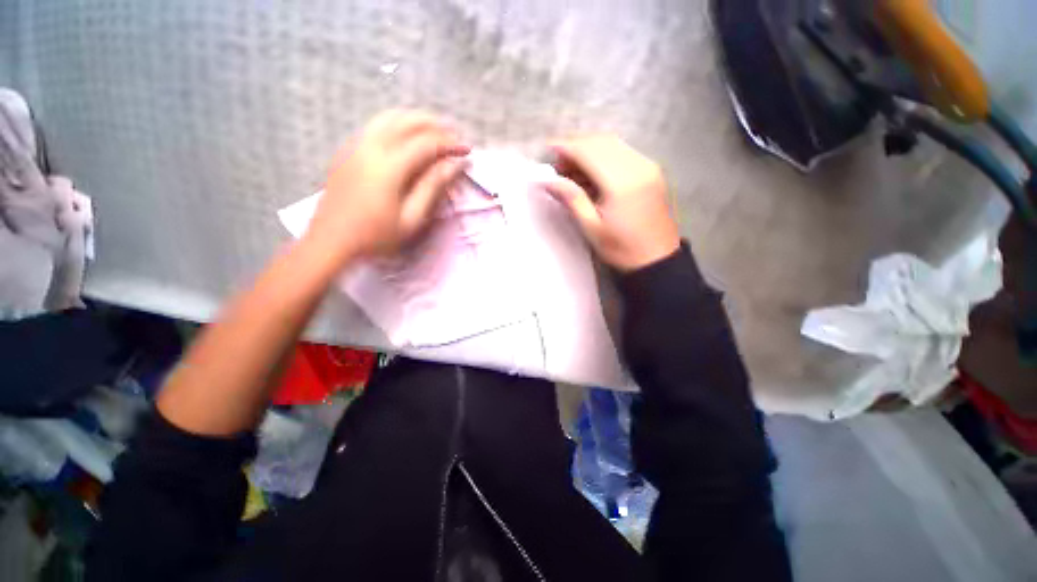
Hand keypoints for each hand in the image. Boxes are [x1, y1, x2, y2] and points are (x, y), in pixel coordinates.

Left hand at [305, 110, 470, 261]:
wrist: (331, 240)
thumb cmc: (376, 235)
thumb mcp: (411, 218)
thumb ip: (433, 187)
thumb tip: (454, 165)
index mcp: (389, 166)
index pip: (426, 142)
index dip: (450, 143)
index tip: (466, 150)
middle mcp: (371, 146)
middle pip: (408, 121)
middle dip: (436, 124)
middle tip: (454, 134)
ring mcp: (356, 145)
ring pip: (390, 117)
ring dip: (416, 119)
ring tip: (435, 129)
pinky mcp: (348, 150)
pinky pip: (375, 125)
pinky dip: (397, 123)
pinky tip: (406, 136)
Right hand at [543, 135, 679, 271]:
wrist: (657, 258)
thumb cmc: (621, 248)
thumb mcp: (591, 227)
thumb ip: (572, 198)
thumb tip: (548, 180)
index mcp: (621, 182)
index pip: (589, 151)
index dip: (567, 147)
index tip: (549, 148)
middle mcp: (637, 165)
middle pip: (601, 142)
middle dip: (576, 147)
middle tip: (559, 167)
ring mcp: (647, 165)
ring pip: (613, 144)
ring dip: (590, 150)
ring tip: (573, 171)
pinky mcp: (652, 170)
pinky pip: (623, 152)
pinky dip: (604, 155)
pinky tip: (593, 172)